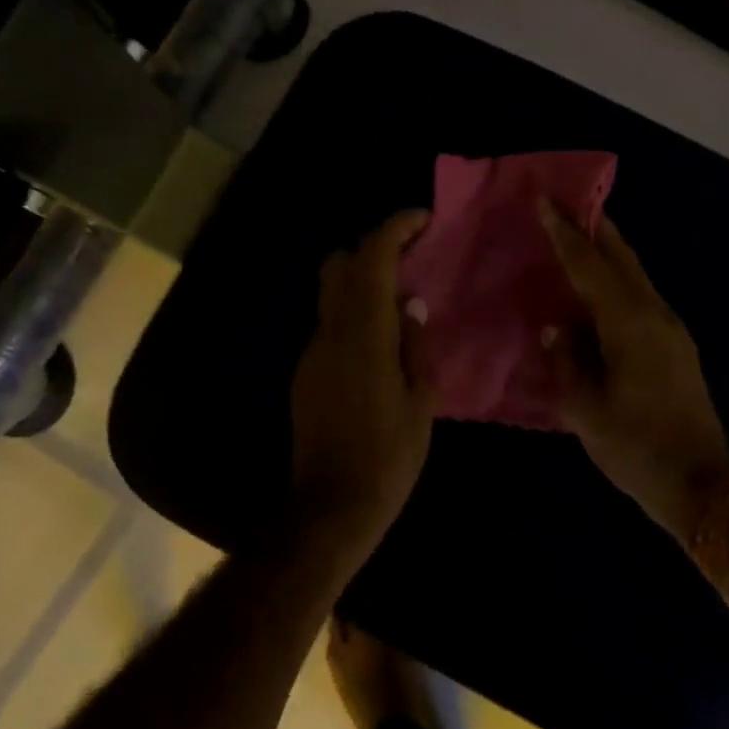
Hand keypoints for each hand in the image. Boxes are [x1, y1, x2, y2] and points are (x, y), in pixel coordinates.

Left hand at [289, 211, 436, 556]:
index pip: (372, 259)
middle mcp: (330, 333)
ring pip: (332, 295)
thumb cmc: (388, 458)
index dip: (395, 228)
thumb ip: (413, 345)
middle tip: (411, 257)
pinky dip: (355, 314)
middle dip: (372, 247)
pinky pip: (331, 326)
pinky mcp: (306, 374)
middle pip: (339, 265)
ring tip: (402, 300)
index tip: (422, 220)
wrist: (330, 509)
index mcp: (363, 335)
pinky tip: (381, 342)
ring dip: (363, 282)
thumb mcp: (420, 401)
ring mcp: (312, 353)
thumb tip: (410, 305)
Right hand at [539, 202, 728, 540]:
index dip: (565, 233)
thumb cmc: (636, 448)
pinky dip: (618, 279)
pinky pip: (641, 296)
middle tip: (566, 202)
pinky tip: (600, 288)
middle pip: (622, 257)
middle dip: (594, 227)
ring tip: (579, 236)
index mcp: (629, 324)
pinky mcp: (677, 346)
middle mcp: (655, 314)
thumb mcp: (585, 409)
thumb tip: (556, 328)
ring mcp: (672, 329)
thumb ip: (566, 360)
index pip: (589, 266)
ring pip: (636, 275)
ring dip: (608, 251)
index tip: (546, 199)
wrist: (702, 485)